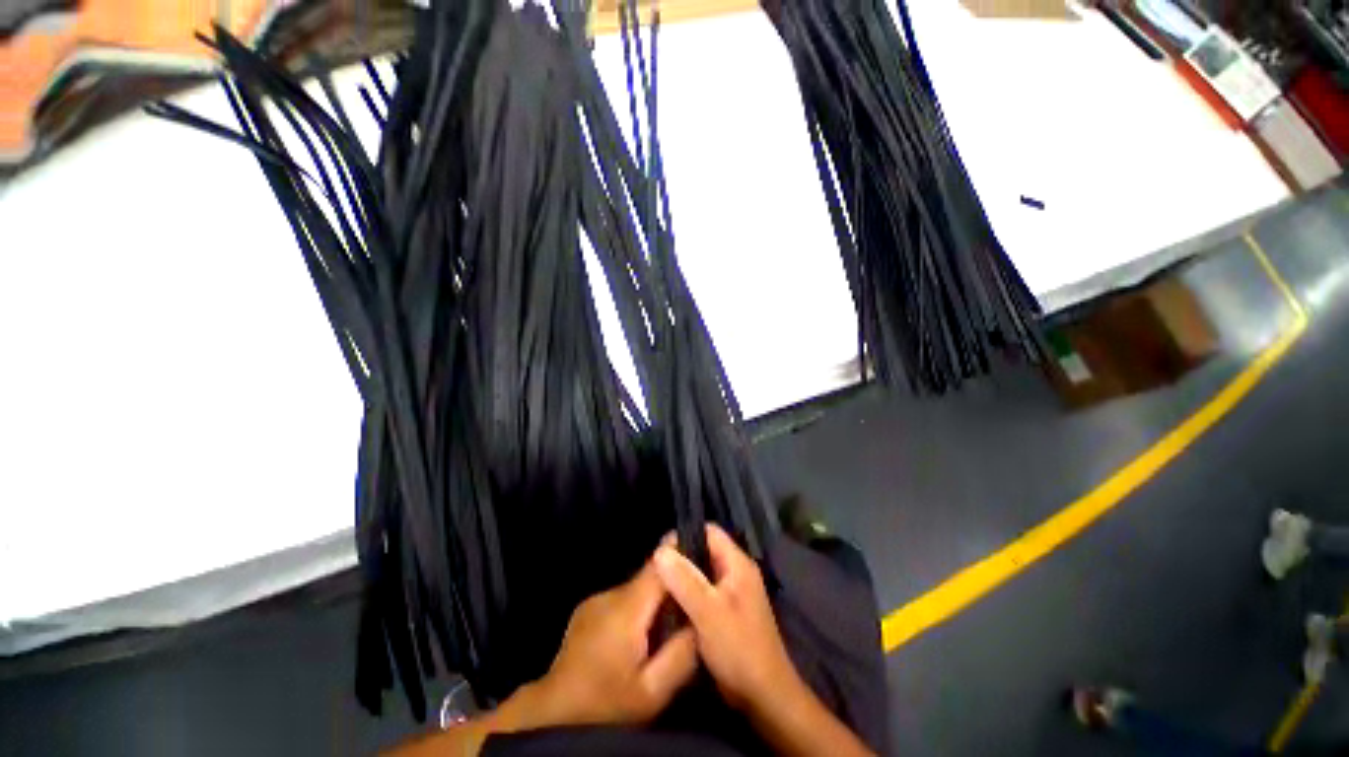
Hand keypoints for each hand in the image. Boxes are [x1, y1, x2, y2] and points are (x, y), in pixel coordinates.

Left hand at [535, 555, 698, 726]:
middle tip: (688, 611)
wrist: (553, 716)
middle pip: (650, 578)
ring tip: (661, 633)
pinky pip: (621, 601)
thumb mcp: (652, 692)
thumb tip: (700, 621)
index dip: (681, 555)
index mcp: (626, 608)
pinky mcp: (587, 610)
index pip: (658, 565)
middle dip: (670, 589)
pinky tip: (635, 640)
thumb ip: (681, 653)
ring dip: (652, 604)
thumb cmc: (606, 705)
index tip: (702, 555)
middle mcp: (610, 594)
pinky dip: (635, 612)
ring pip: (636, 591)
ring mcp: (595, 600)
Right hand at [653, 524, 798, 713]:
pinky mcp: (726, 611)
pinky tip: (671, 604)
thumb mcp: (708, 611)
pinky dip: (688, 593)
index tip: (661, 549)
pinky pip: (703, 591)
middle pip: (704, 551)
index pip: (710, 532)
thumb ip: (684, 579)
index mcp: (738, 563)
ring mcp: (732, 593)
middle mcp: (736, 572)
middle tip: (655, 570)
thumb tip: (660, 550)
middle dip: (681, 558)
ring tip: (659, 585)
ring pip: (702, 572)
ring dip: (683, 577)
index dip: (686, 535)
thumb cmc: (738, 648)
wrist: (763, 695)